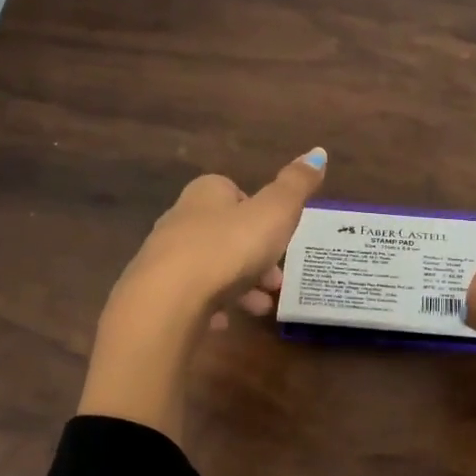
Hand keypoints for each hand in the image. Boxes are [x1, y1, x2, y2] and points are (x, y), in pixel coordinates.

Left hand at [77, 148, 327, 442]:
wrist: (168, 300)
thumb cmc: (228, 248)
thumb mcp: (275, 213)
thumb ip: (296, 185)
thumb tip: (318, 152)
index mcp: (207, 194)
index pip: (234, 192)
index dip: (259, 213)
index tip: (279, 237)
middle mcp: (181, 219)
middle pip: (224, 233)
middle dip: (254, 256)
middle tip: (276, 281)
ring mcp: (165, 258)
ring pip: (210, 267)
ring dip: (238, 286)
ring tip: (261, 308)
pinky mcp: (157, 293)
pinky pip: (190, 297)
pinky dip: (211, 307)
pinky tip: (226, 323)